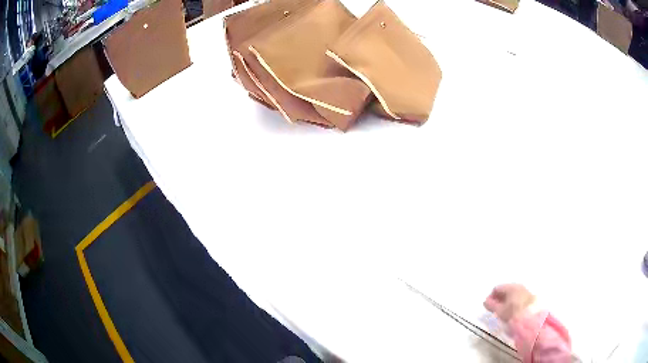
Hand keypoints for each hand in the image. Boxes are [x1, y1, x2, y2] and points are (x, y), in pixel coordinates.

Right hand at [483, 284, 534, 322]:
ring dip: (505, 301)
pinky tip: (511, 311)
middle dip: (498, 299)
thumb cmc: (513, 312)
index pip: (497, 288)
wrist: (531, 317)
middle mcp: (518, 285)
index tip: (488, 307)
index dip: (490, 297)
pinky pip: (517, 297)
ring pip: (511, 294)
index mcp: (510, 286)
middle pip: (505, 290)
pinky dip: (512, 302)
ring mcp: (524, 290)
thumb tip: (485, 301)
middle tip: (494, 309)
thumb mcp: (500, 311)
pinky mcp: (529, 296)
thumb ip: (491, 305)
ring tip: (502, 312)